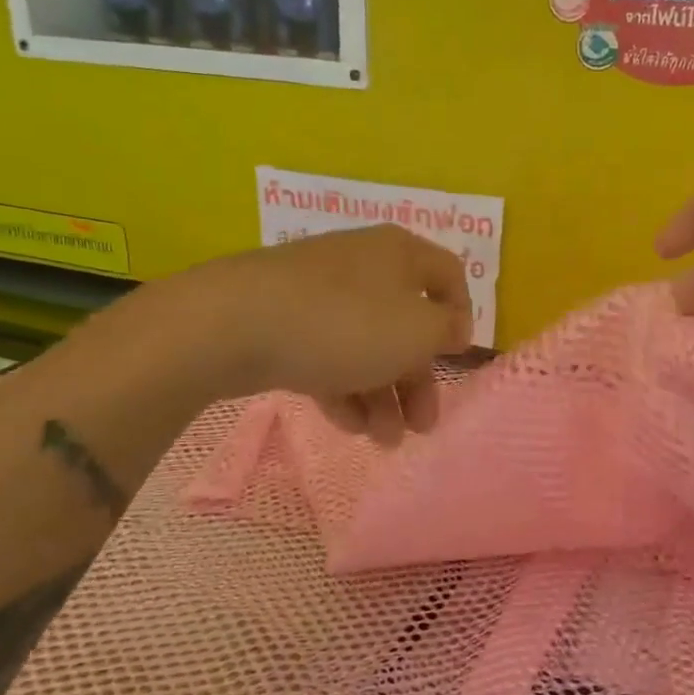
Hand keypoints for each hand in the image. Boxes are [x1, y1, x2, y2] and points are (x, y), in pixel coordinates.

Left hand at [139, 225, 472, 444]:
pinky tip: (348, 426)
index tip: (456, 358)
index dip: (461, 316)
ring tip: (384, 441)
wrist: (232, 324)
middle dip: (417, 379)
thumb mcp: (417, 331)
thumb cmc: (346, 323)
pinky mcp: (283, 320)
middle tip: (423, 425)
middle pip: (406, 322)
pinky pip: (327, 353)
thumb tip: (452, 327)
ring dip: (383, 395)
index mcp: (400, 254)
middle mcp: (363, 265)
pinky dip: (343, 387)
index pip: (449, 275)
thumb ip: (445, 331)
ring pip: (366, 345)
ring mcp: (319, 292)